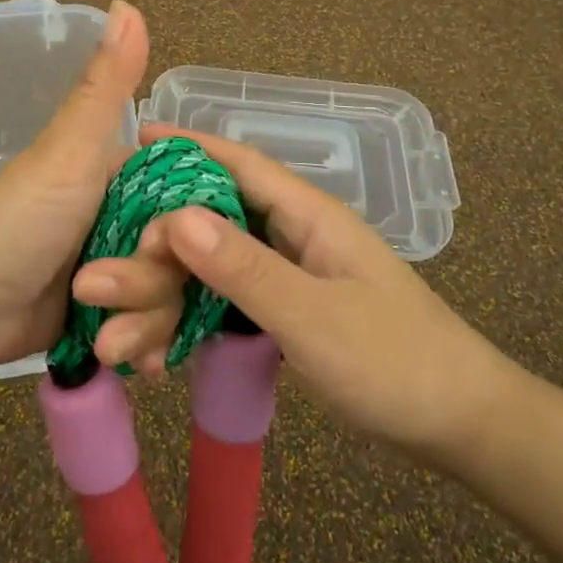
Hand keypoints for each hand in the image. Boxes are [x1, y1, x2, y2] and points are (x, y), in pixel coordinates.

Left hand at [0, 0, 169, 368]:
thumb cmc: (17, 220)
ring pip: (170, 300)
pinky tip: (131, 363)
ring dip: (141, 323)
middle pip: (186, 258)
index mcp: (129, 176)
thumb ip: (104, 86)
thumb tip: (126, 3)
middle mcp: (130, 219)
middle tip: (99, 295)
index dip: (192, 229)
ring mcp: (118, 270)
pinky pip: (148, 331)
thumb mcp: (67, 151)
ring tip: (104, 340)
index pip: (193, 201)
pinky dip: (141, 346)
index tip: (168, 247)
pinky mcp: (106, 315)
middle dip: (152, 287)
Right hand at [84, 126, 514, 457]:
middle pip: (216, 219)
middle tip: (103, 257)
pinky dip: (195, 315)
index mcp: (308, 217)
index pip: (239, 165)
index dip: (188, 147)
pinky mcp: (290, 311)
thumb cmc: (394, 362)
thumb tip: (175, 216)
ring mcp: (293, 274)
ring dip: (170, 288)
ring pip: (217, 265)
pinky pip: (229, 301)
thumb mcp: (313, 316)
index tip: (136, 137)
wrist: (458, 425)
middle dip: (158, 238)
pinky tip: (161, 345)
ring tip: (117, 319)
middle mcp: (295, 235)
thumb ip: (244, 268)